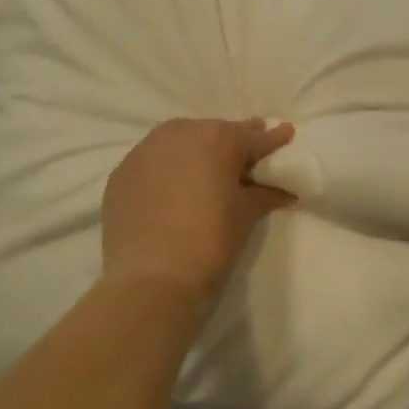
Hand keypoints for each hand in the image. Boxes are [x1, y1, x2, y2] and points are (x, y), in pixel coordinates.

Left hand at [101, 119, 294, 302]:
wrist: (152, 275)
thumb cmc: (210, 239)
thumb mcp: (245, 214)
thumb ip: (265, 194)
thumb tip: (285, 191)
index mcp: (218, 139)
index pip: (253, 137)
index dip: (273, 139)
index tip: (286, 134)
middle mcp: (181, 134)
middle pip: (214, 133)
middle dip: (233, 142)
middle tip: (247, 155)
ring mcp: (146, 151)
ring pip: (180, 140)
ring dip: (197, 149)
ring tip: (209, 168)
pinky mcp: (122, 173)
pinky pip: (153, 160)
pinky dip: (168, 167)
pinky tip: (174, 186)